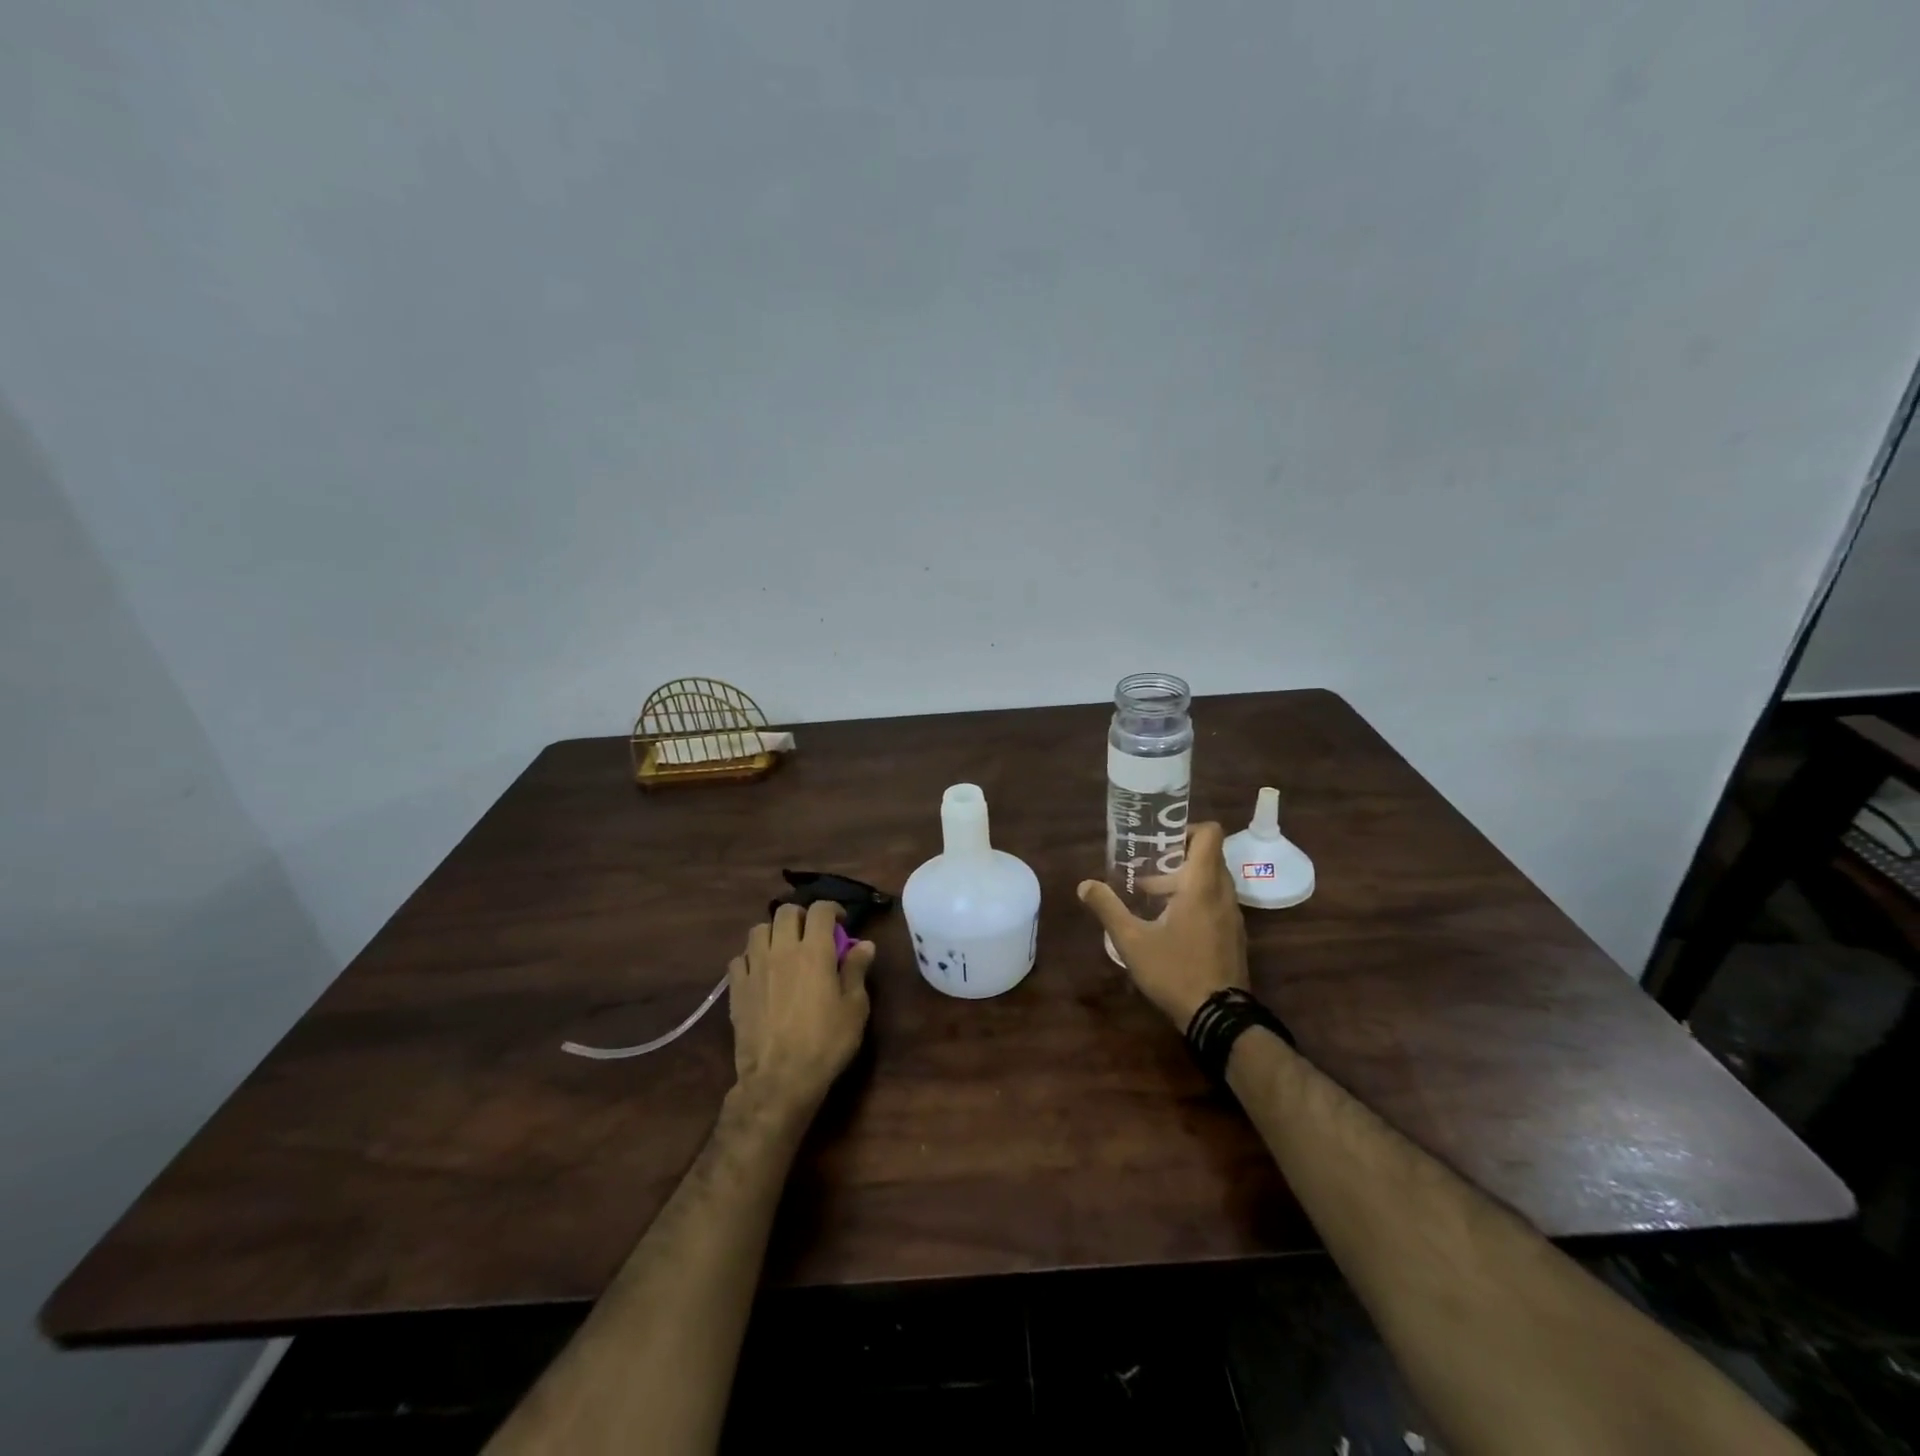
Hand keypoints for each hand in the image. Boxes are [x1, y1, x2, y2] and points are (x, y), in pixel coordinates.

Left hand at [728, 900, 874, 1119]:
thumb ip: (857, 970)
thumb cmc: (825, 1043)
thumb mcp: (854, 1008)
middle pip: (786, 911)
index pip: (821, 909)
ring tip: (783, 949)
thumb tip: (864, 944)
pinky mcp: (736, 988)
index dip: (833, 909)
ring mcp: (755, 967)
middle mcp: (782, 950)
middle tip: (811, 934)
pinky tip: (760, 972)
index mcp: (814, 950)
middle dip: (801, 916)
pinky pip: (739, 958)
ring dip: (773, 932)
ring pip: (758, 929)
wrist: (779, 1079)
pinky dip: (751, 957)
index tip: (840, 922)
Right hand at [1077, 822, 1247, 1031]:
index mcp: (1202, 884)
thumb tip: (1085, 884)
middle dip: (1176, 858)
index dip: (1187, 828)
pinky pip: (1216, 902)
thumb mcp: (1132, 940)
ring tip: (1150, 901)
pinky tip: (1168, 926)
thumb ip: (1107, 908)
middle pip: (1208, 856)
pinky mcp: (1234, 935)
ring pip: (1212, 881)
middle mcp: (1223, 893)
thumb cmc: (1175, 971)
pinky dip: (1195, 901)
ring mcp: (1232, 915)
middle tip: (1145, 872)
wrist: (1219, 1018)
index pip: (1210, 834)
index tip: (1160, 841)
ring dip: (1184, 882)